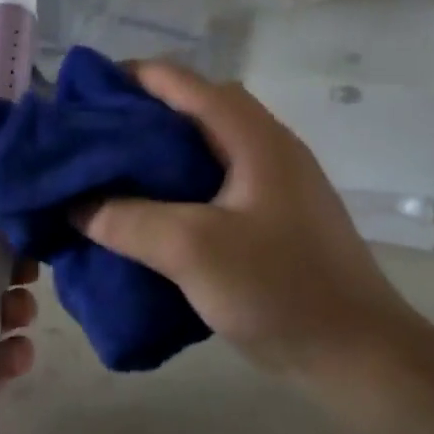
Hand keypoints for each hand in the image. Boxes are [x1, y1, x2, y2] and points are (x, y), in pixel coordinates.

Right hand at [77, 62, 426, 377]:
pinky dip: (173, 188)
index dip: (128, 78)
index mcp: (253, 136)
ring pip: (200, 150)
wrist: (357, 355)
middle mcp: (264, 147)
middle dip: (136, 116)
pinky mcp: (270, 218)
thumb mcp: (192, 249)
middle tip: (88, 140)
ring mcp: (271, 184)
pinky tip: (146, 215)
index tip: (80, 98)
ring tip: (107, 175)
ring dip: (154, 155)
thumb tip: (75, 204)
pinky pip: (210, 185)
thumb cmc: (279, 289)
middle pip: (191, 110)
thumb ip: (127, 220)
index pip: (182, 82)